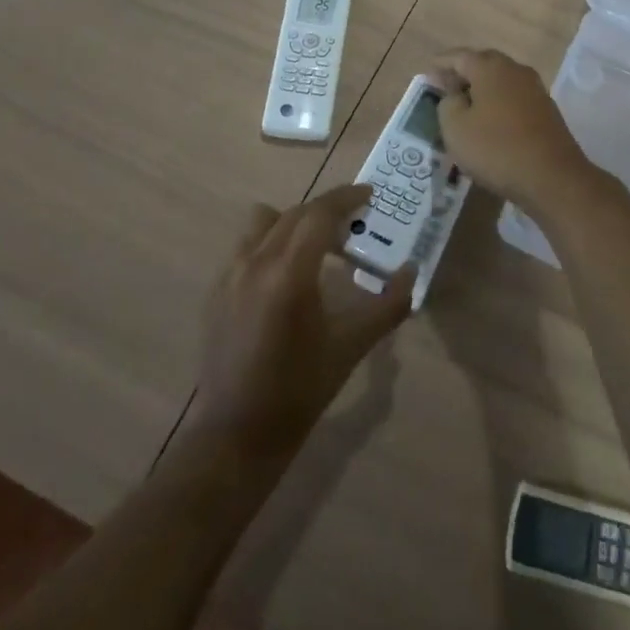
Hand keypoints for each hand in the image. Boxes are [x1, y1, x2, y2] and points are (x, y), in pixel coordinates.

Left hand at [198, 184, 414, 460]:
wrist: (237, 433)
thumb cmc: (300, 389)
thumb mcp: (351, 346)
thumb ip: (387, 306)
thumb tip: (412, 273)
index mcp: (289, 273)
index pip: (319, 214)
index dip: (346, 198)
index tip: (369, 195)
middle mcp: (255, 262)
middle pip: (294, 214)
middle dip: (326, 211)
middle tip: (354, 224)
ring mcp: (230, 274)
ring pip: (265, 223)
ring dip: (294, 222)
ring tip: (318, 246)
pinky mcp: (217, 290)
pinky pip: (247, 246)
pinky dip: (271, 243)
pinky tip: (287, 276)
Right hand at [429, 48, 595, 209]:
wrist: (552, 177)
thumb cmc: (496, 148)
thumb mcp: (455, 127)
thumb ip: (447, 103)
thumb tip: (454, 93)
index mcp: (490, 67)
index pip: (459, 56)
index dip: (440, 65)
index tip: (427, 75)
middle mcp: (515, 70)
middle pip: (483, 64)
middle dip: (462, 74)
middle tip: (444, 89)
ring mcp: (534, 89)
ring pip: (500, 81)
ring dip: (482, 90)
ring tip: (465, 107)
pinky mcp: (546, 110)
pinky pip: (514, 98)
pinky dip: (498, 104)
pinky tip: (490, 122)